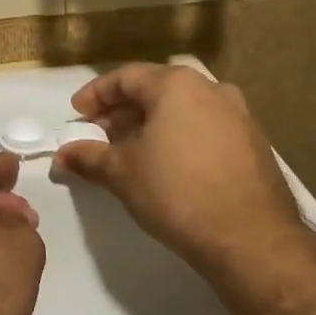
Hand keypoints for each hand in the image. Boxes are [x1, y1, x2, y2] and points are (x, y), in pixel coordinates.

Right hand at [56, 63, 314, 282]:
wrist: (251, 237)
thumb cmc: (177, 193)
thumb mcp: (122, 174)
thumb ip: (89, 157)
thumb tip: (62, 154)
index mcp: (177, 85)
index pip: (126, 77)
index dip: (96, 95)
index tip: (77, 114)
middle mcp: (211, 89)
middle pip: (156, 88)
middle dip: (123, 109)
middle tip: (100, 134)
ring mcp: (238, 114)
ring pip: (183, 108)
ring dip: (153, 123)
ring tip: (131, 150)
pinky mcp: (253, 142)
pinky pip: (205, 126)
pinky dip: (180, 135)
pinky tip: (167, 164)